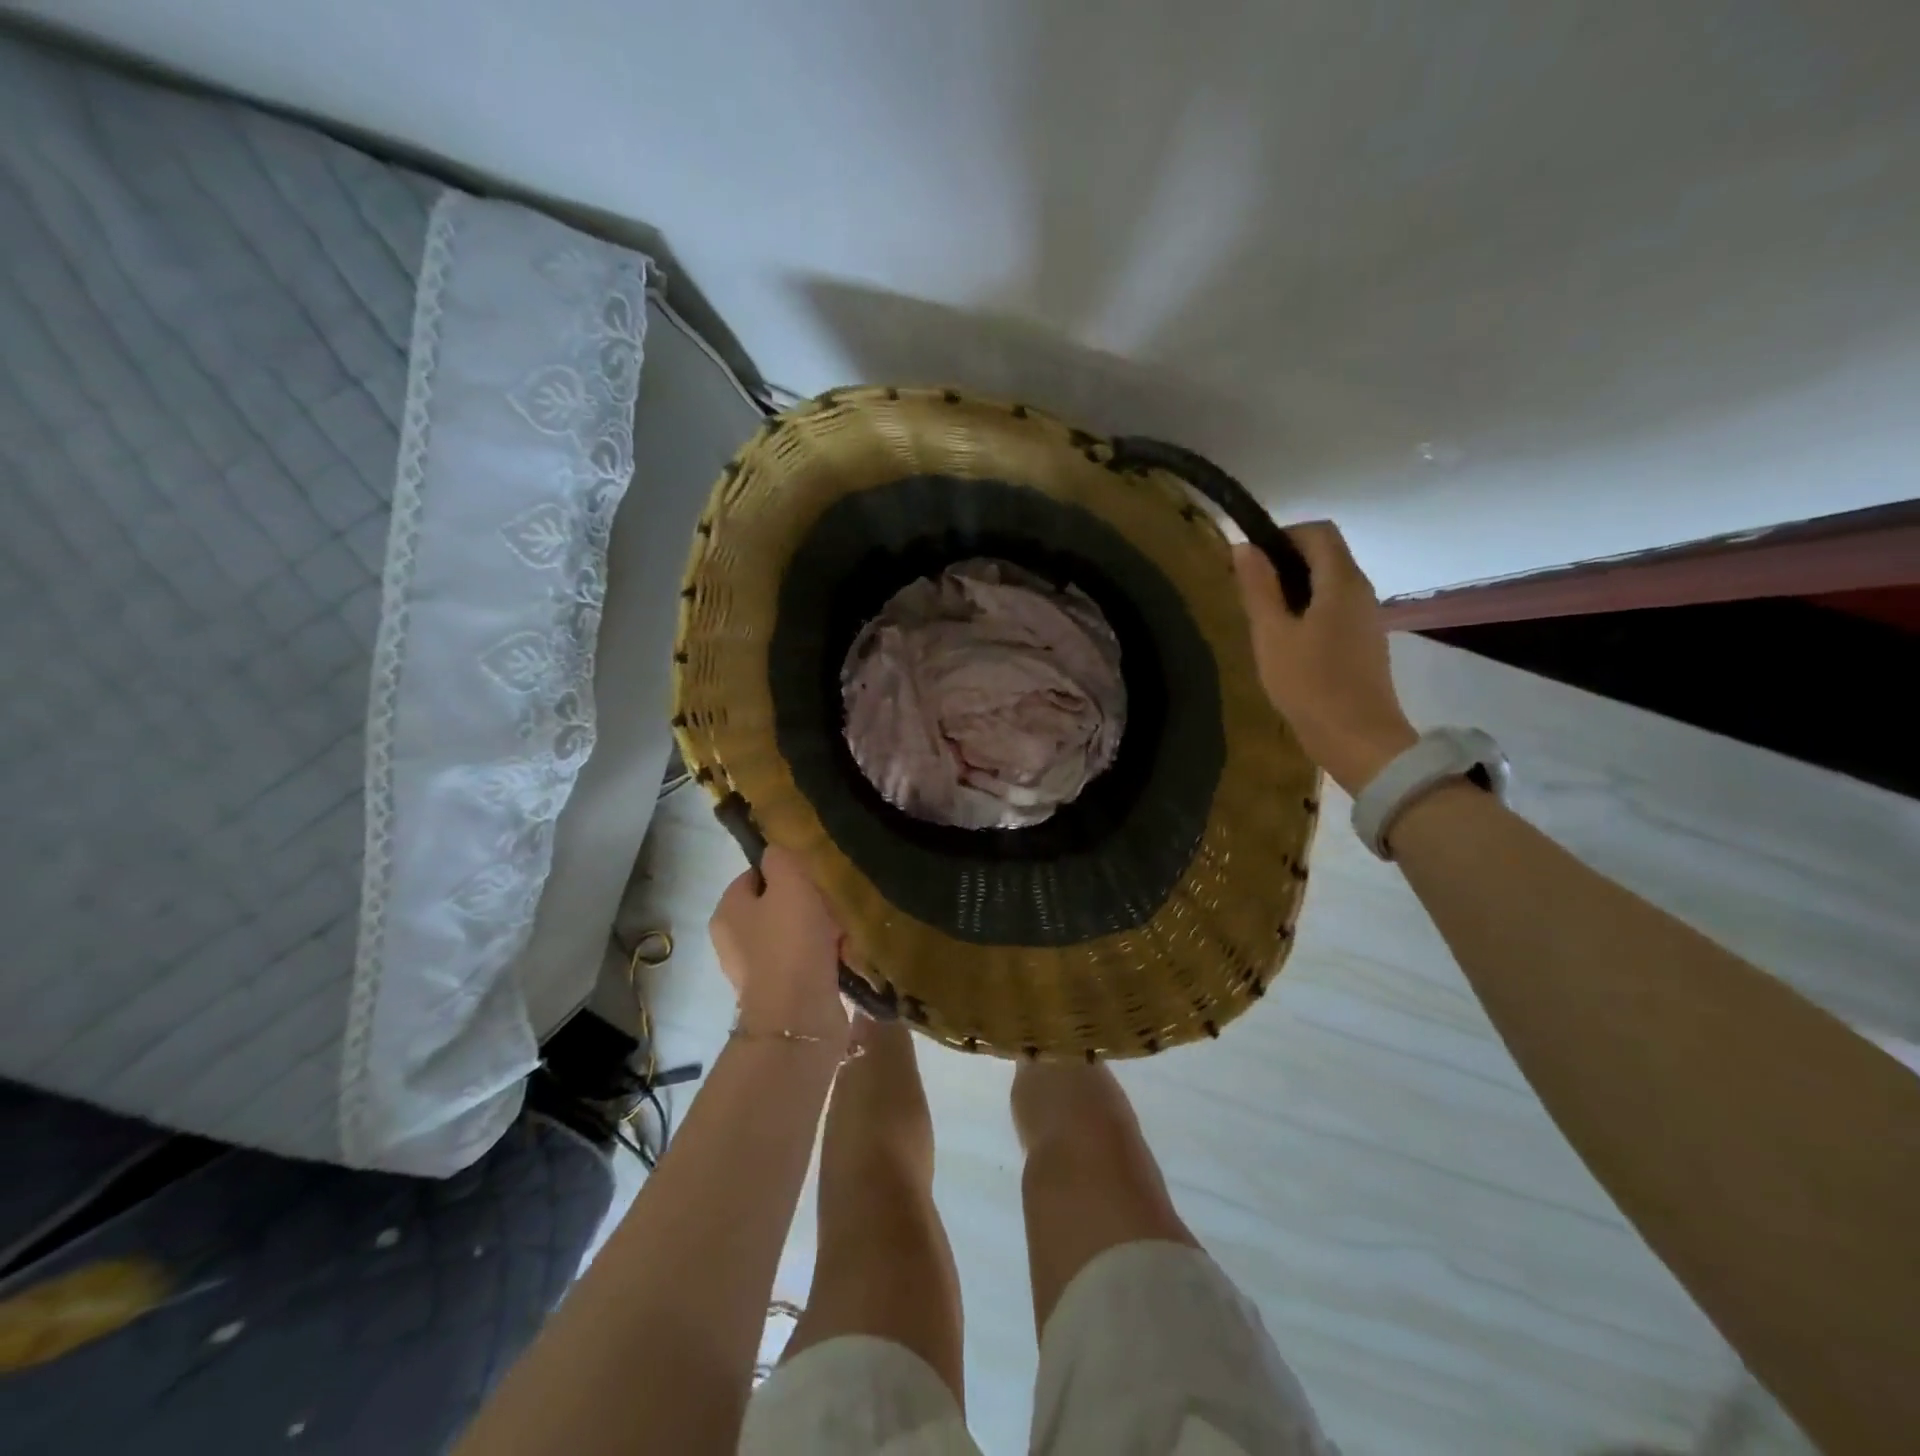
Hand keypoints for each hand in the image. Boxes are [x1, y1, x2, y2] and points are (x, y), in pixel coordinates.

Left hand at [710, 845, 848, 1041]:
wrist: (800, 1016)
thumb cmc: (791, 941)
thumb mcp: (789, 883)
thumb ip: (781, 859)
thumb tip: (777, 852)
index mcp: (727, 911)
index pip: (754, 875)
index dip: (785, 869)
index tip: (814, 872)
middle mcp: (734, 940)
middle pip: (776, 905)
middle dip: (807, 901)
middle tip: (834, 898)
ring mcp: (757, 970)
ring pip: (794, 933)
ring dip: (820, 929)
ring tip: (845, 925)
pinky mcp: (782, 993)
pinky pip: (806, 961)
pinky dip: (824, 955)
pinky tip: (844, 952)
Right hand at [1232, 523, 1417, 795]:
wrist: (1357, 738)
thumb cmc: (1309, 684)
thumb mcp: (1272, 634)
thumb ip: (1258, 588)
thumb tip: (1245, 547)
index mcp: (1341, 582)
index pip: (1318, 532)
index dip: (1283, 534)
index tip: (1251, 559)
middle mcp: (1361, 590)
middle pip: (1326, 554)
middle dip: (1286, 561)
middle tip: (1249, 589)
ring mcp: (1366, 617)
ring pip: (1330, 582)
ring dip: (1295, 587)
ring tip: (1262, 616)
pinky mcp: (1364, 640)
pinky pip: (1335, 607)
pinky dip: (1309, 608)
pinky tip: (1286, 640)